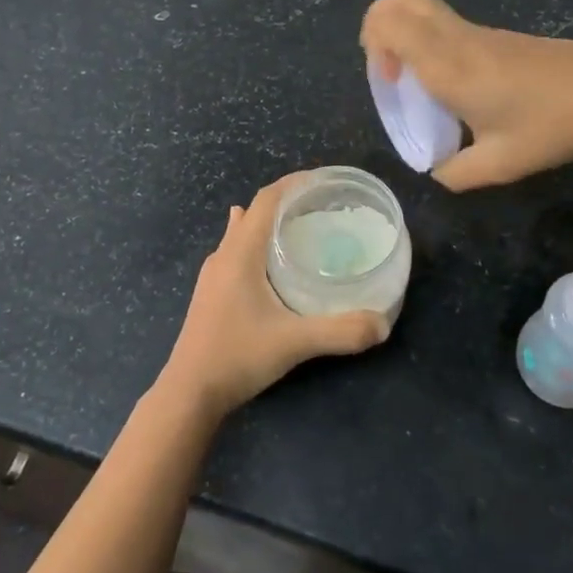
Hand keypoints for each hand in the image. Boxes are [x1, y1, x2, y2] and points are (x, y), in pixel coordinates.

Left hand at [157, 175, 388, 422]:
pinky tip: (267, 260)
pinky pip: (235, 250)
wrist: (189, 392)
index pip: (266, 199)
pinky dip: (256, 244)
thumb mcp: (294, 342)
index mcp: (240, 253)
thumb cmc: (237, 356)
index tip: (323, 180)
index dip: (293, 183)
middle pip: (254, 212)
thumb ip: (340, 332)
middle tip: (323, 207)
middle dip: (287, 202)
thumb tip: (383, 324)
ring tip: (301, 227)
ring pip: (242, 232)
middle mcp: (223, 255)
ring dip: (269, 223)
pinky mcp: (211, 292)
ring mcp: (213, 274)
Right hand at [360, 0, 572, 190]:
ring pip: (423, 6)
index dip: (374, 46)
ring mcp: (479, 33)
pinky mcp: (498, 36)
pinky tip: (453, 83)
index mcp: (447, 65)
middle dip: (378, 25)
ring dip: (404, 33)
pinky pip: (445, 22)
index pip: (389, 23)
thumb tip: (438, 171)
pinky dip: (429, 40)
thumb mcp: (499, 164)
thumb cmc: (550, 126)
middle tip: (388, 67)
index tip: (391, 82)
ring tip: (415, 77)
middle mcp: (456, 39)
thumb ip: (456, 173)